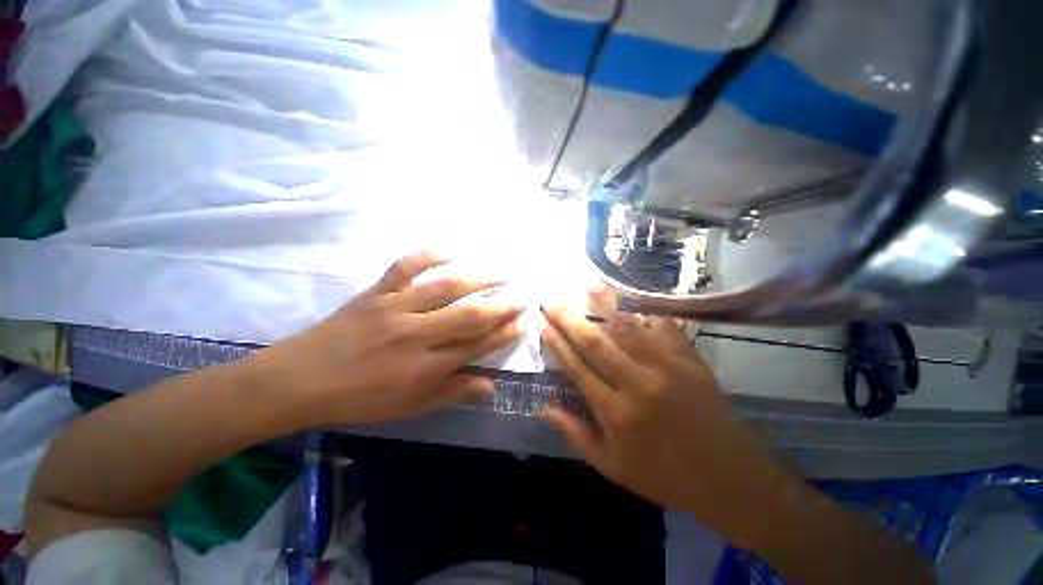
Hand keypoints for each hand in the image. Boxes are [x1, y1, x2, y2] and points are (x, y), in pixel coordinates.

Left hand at [256, 252, 523, 424]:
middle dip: (502, 306)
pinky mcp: (376, 292)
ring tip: (501, 273)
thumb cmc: (358, 399)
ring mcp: (396, 308)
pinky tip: (449, 252)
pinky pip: (405, 267)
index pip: (476, 346)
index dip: (503, 333)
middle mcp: (417, 335)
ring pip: (446, 288)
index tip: (522, 322)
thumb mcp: (408, 408)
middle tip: (522, 296)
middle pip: (469, 316)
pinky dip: (428, 256)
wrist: (300, 380)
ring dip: (479, 278)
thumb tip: (489, 384)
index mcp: (425, 367)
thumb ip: (451, 393)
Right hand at [539, 287, 807, 544]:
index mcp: (616, 412)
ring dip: (603, 302)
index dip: (555, 342)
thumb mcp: (612, 467)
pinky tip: (630, 297)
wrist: (731, 478)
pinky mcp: (690, 358)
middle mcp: (638, 383)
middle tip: (552, 298)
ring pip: (627, 326)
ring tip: (586, 282)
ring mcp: (667, 366)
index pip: (576, 367)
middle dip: (569, 317)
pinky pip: (663, 325)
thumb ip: (575, 434)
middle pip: (595, 341)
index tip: (540, 321)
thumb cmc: (665, 475)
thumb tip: (544, 407)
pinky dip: (645, 309)